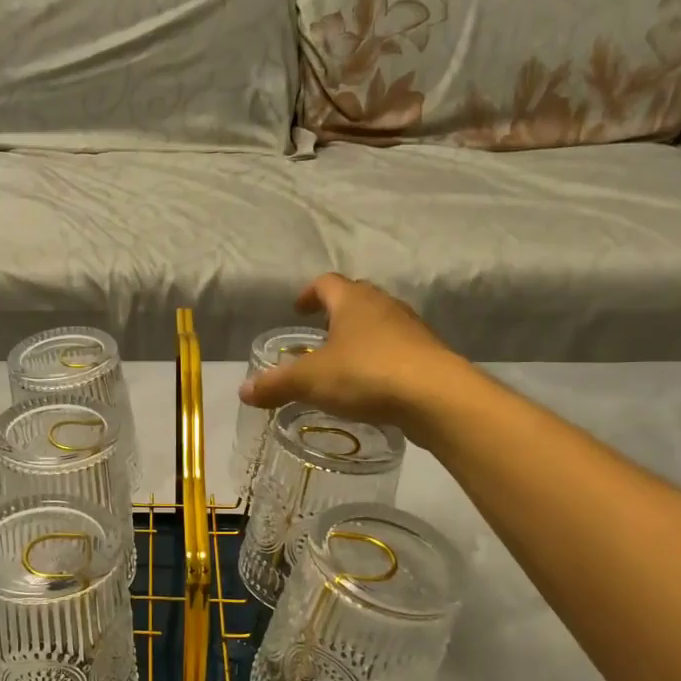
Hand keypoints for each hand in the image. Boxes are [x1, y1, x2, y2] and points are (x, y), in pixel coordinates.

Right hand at [240, 274, 460, 438]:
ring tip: (343, 363)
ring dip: (361, 337)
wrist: (436, 397)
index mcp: (353, 301)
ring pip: (380, 324)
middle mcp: (384, 306)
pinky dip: (380, 360)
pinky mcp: (428, 355)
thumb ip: (276, 384)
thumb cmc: (366, 374)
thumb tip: (244, 391)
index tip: (298, 310)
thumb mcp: (310, 381)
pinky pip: (397, 350)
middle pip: (356, 299)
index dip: (309, 294)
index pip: (327, 283)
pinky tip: (370, 385)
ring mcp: (411, 329)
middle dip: (336, 313)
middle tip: (319, 335)